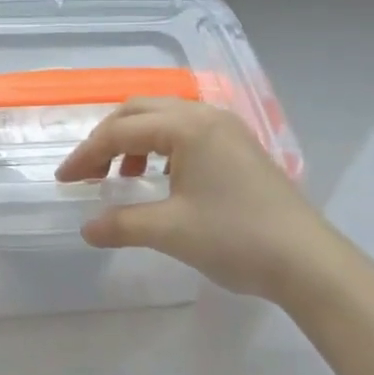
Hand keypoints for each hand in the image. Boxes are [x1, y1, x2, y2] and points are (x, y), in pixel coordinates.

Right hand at [55, 98, 342, 303]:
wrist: (309, 262)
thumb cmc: (236, 238)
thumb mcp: (171, 231)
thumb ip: (122, 224)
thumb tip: (87, 228)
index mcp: (186, 126)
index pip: (121, 131)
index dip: (86, 155)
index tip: (64, 181)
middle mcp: (205, 115)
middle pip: (140, 111)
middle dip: (107, 139)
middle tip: (87, 172)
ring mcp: (226, 128)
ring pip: (164, 119)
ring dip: (135, 142)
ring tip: (123, 178)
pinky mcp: (238, 146)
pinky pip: (186, 133)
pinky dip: (161, 149)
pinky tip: (160, 180)